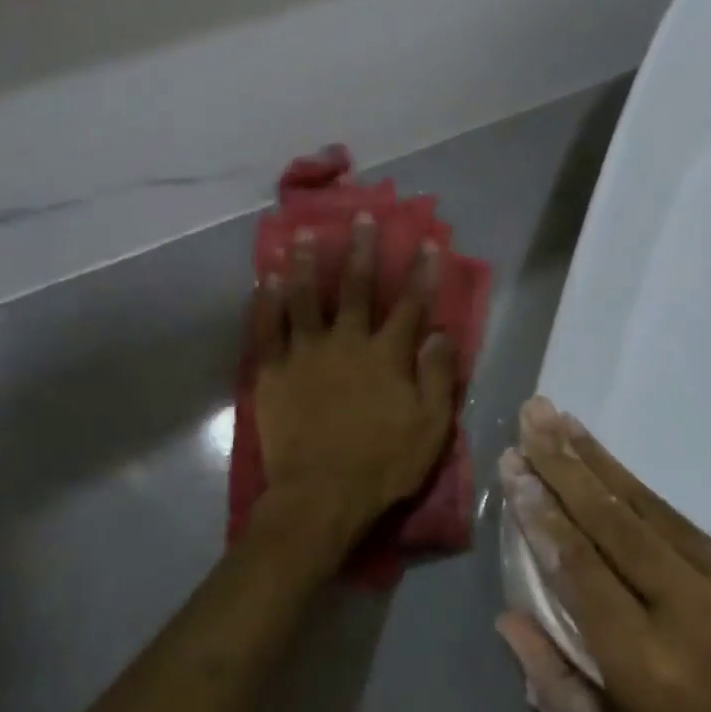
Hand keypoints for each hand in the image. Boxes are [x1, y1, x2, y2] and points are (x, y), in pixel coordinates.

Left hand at [252, 214, 458, 541]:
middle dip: (362, 250)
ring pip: (307, 298)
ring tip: (305, 233)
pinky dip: (268, 300)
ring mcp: (306, 354)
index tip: (427, 242)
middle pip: (357, 288)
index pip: (410, 305)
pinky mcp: (273, 372)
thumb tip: (442, 332)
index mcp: (387, 356)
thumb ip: (438, 376)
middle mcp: (347, 343)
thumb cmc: (383, 464)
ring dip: (309, 263)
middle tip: (361, 215)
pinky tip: (269, 278)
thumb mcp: (430, 426)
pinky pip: (268, 328)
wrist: (320, 496)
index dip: (422, 273)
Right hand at [496, 398, 710, 711]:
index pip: (580, 568)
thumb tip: (509, 623)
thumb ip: (560, 696)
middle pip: (612, 523)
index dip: (542, 514)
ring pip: (650, 512)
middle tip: (531, 417)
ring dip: (602, 463)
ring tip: (563, 423)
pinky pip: (687, 526)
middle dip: (565, 466)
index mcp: (646, 666)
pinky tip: (619, 472)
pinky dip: (645, 492)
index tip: (514, 467)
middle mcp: (684, 611)